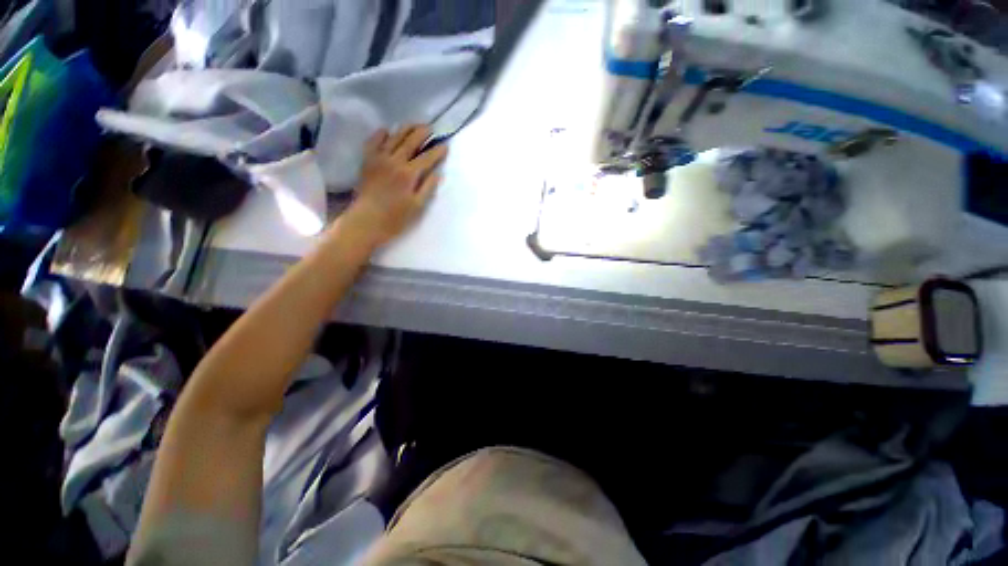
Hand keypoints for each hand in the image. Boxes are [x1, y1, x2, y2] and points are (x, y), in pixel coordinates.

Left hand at [341, 125, 447, 246]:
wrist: (365, 221)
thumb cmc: (395, 218)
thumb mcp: (417, 207)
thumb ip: (428, 188)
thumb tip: (439, 174)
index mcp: (409, 174)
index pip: (427, 158)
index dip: (437, 151)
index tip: (445, 146)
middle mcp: (394, 161)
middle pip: (411, 141)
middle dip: (422, 132)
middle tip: (430, 128)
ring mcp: (379, 159)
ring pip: (394, 137)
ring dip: (405, 129)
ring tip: (414, 124)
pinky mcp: (367, 161)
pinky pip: (373, 141)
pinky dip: (381, 134)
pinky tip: (387, 131)